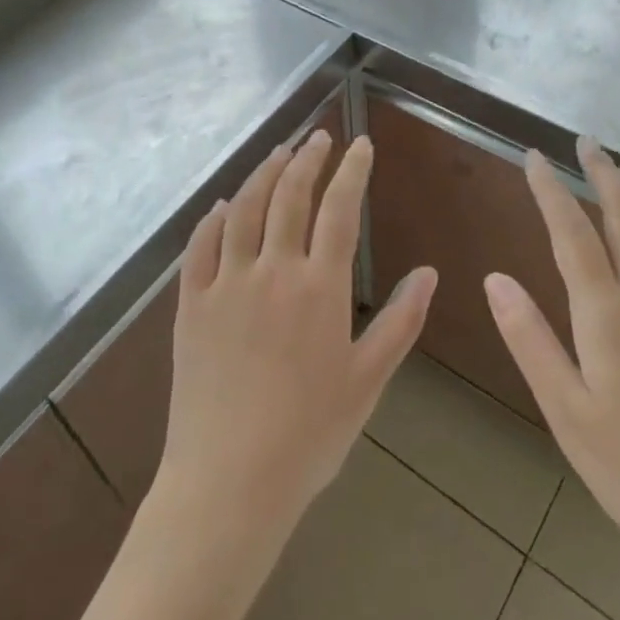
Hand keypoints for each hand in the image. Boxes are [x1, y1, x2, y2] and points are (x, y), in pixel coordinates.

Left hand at [158, 131, 437, 540]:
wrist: (229, 482)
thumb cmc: (309, 436)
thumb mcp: (368, 381)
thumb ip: (400, 321)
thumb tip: (428, 271)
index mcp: (319, 288)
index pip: (339, 210)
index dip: (352, 171)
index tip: (361, 144)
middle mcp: (272, 271)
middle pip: (290, 196)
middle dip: (308, 159)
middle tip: (319, 137)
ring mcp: (226, 283)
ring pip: (243, 209)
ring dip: (263, 174)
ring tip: (279, 152)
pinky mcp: (190, 303)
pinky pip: (199, 246)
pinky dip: (212, 219)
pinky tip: (222, 205)